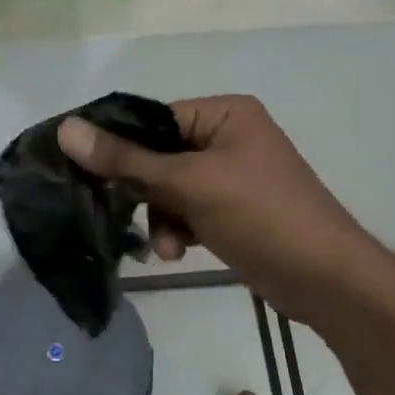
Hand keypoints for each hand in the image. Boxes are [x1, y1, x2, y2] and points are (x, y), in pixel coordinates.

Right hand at [57, 95, 387, 326]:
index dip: (119, 145)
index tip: (83, 173)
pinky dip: (179, 228)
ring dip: (162, 217)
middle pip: (158, 155)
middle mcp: (228, 136)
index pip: (153, 119)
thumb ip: (127, 159)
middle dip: (146, 192)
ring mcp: (232, 175)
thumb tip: (66, 128)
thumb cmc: (262, 216)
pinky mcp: (233, 210)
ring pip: (169, 188)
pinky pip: (188, 209)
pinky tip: (180, 251)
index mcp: (226, 113)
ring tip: (169, 247)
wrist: (328, 281)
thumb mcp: (190, 184)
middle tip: (128, 215)